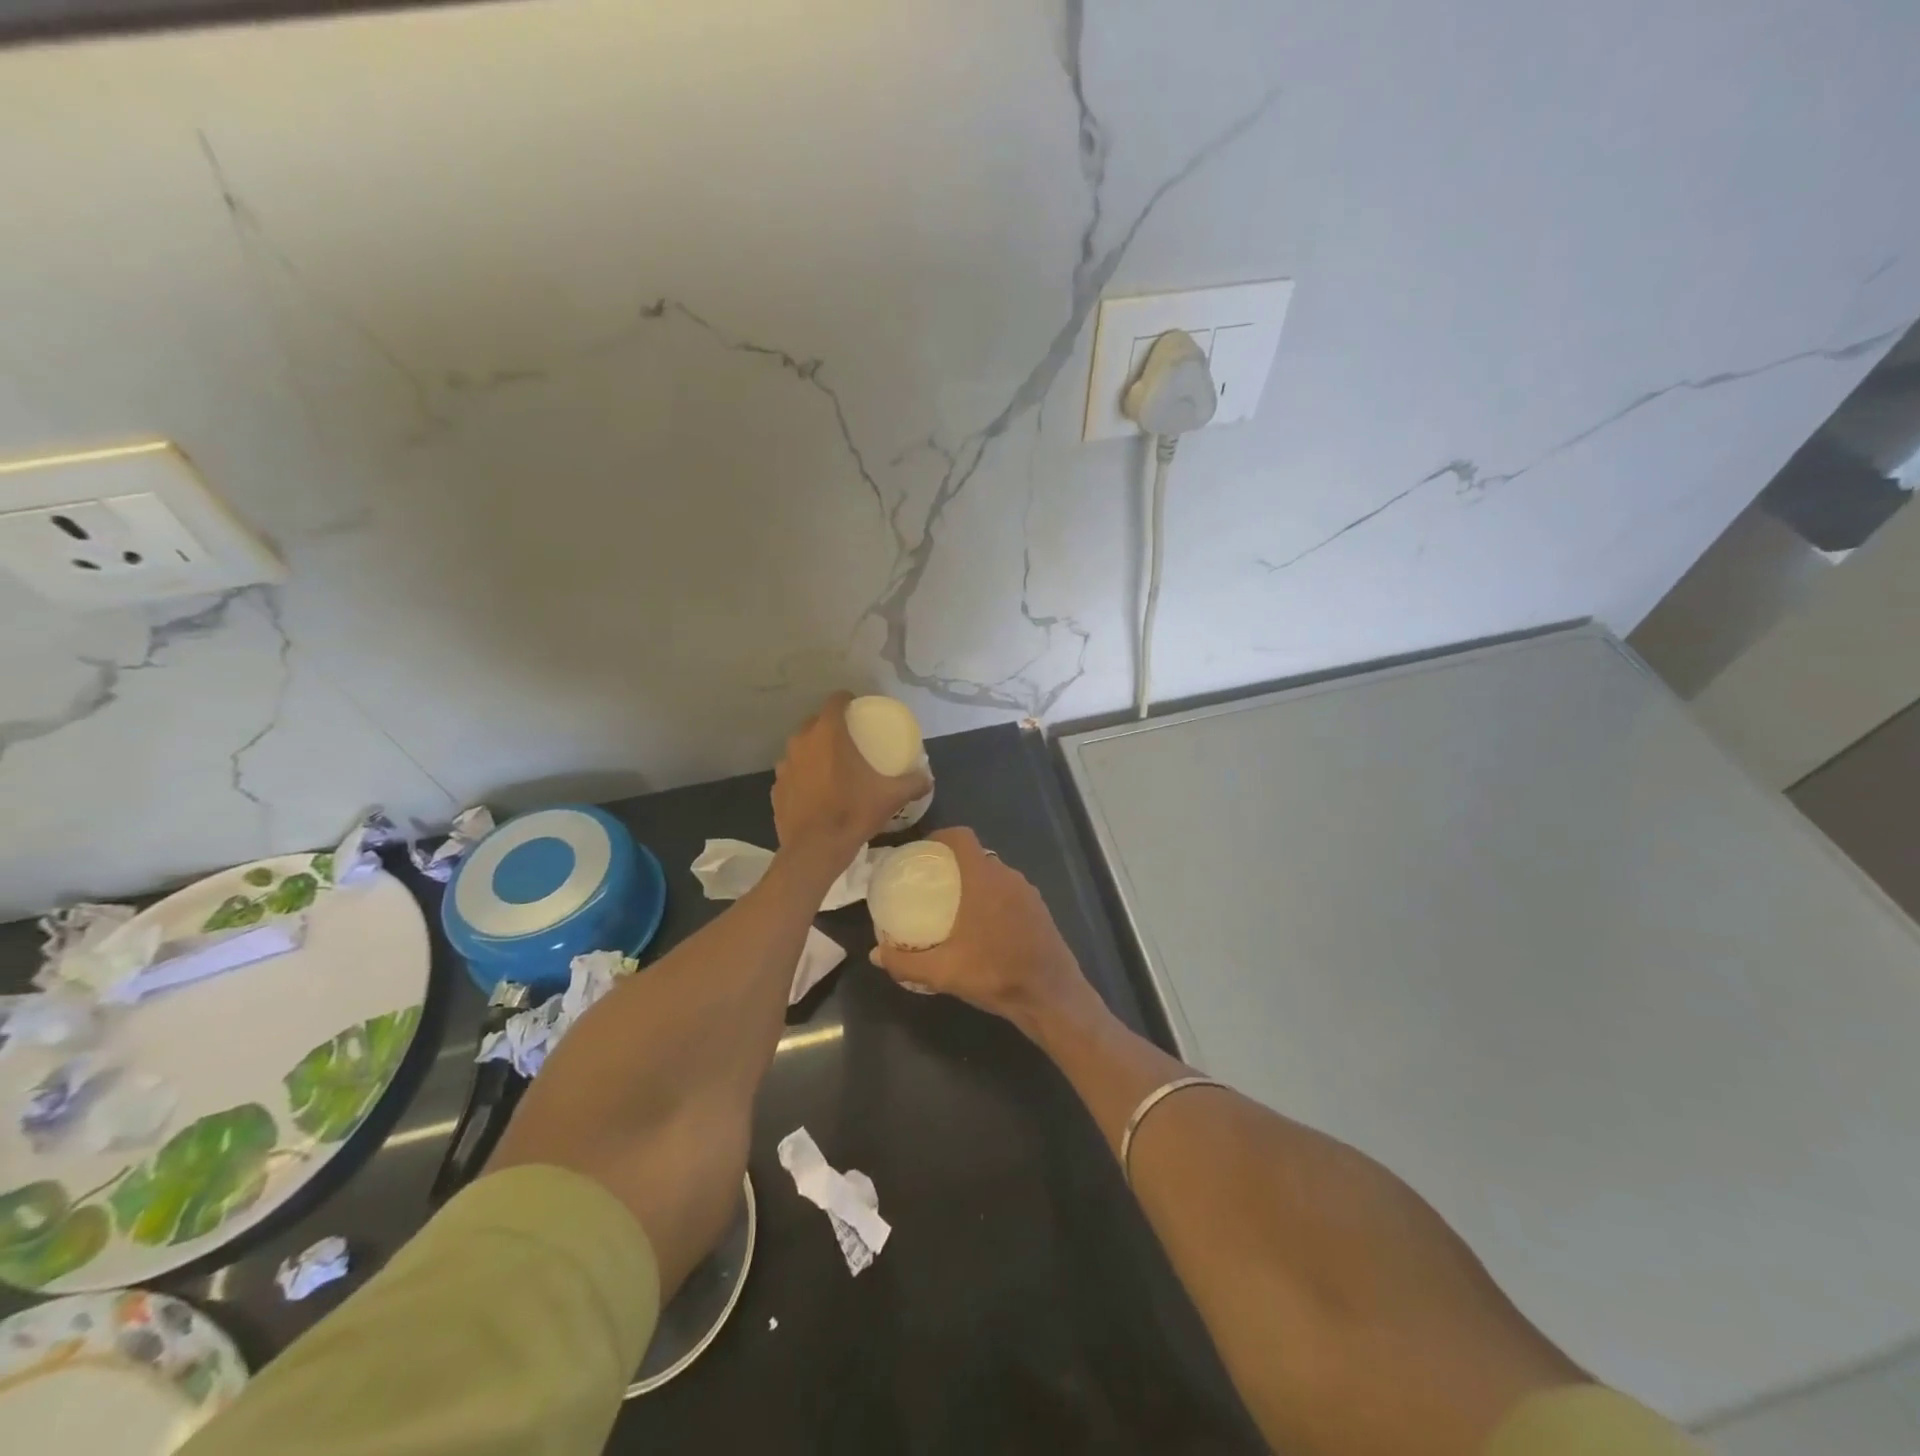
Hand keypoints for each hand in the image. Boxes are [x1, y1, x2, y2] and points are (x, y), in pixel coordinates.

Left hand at [773, 692, 929, 863]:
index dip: (846, 700)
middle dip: (830, 726)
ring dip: (814, 751)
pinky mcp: (776, 788)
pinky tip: (815, 791)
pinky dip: (802, 776)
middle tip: (849, 739)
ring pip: (800, 748)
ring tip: (831, 765)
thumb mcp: (890, 797)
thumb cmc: (852, 813)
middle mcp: (801, 743)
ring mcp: (784, 766)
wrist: (815, 850)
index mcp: (828, 735)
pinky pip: (792, 773)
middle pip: (815, 722)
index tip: (858, 709)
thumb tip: (928, 778)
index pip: (834, 701)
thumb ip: (913, 783)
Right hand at [869, 827, 1094, 1031]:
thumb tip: (875, 954)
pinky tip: (983, 927)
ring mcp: (1028, 892)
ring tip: (954, 905)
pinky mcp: (1040, 910)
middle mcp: (1008, 877)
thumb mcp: (943, 971)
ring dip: (975, 882)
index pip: (962, 837)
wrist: (1050, 995)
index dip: (941, 836)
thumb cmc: (995, 973)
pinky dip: (994, 898)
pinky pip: (1010, 892)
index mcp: (984, 879)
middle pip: (977, 856)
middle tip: (932, 883)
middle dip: (954, 864)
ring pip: (996, 875)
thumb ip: (905, 962)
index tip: (923, 850)